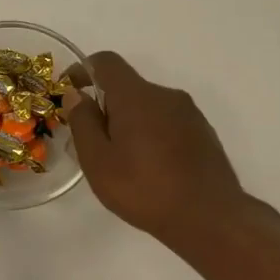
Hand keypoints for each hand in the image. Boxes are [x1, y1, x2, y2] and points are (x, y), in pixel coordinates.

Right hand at [65, 51, 256, 252]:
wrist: (209, 217)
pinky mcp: (203, 132)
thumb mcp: (98, 160)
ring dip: (128, 122)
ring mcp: (189, 113)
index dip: (83, 70)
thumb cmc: (144, 188)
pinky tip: (148, 168)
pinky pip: (167, 122)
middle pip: (127, 87)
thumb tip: (76, 95)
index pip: (106, 62)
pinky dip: (150, 134)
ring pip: (148, 106)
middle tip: (91, 142)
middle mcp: (166, 95)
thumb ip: (83, 122)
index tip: (69, 91)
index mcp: (136, 96)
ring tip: (120, 161)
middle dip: (105, 106)